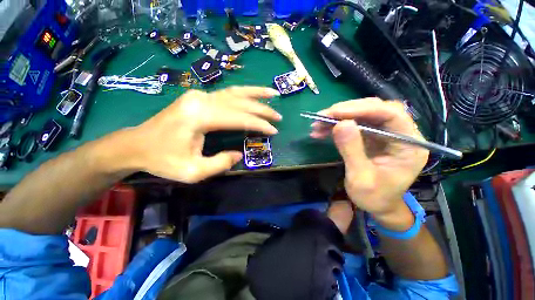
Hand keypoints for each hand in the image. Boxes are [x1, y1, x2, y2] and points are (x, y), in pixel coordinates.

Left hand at [124, 86, 280, 182]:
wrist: (137, 145)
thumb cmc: (163, 160)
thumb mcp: (193, 171)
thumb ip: (220, 163)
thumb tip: (239, 154)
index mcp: (199, 116)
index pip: (238, 118)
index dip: (258, 124)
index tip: (273, 131)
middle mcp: (201, 99)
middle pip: (239, 102)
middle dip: (262, 109)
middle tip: (278, 116)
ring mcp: (199, 95)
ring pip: (234, 92)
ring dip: (256, 93)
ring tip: (273, 93)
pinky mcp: (199, 97)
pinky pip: (227, 94)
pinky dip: (244, 94)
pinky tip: (253, 94)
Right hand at [311, 98, 427, 225]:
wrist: (377, 206)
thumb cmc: (374, 197)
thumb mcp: (361, 178)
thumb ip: (352, 150)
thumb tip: (340, 124)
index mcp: (409, 145)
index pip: (391, 115)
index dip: (362, 109)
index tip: (335, 112)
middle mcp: (400, 134)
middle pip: (375, 110)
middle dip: (346, 111)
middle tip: (323, 116)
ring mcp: (385, 134)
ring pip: (362, 115)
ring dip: (338, 118)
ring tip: (317, 124)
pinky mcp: (372, 137)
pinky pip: (353, 125)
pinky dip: (336, 126)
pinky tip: (321, 131)